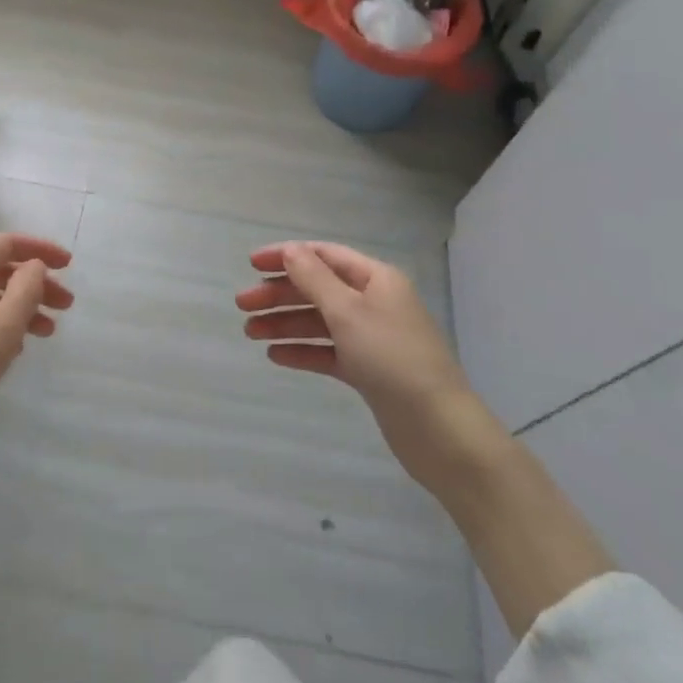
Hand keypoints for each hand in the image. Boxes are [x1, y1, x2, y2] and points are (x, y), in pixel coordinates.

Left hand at [0, 232, 73, 504]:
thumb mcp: (2, 328)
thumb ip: (26, 290)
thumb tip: (34, 266)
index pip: (6, 243)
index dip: (39, 249)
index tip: (69, 266)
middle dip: (35, 283)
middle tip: (66, 307)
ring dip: (20, 307)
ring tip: (46, 333)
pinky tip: (12, 350)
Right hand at [241, 241, 616, 638]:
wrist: (440, 431)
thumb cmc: (393, 359)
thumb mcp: (348, 312)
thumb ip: (314, 279)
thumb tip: (291, 250)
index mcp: (376, 279)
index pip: (324, 256)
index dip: (287, 256)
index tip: (251, 264)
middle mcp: (374, 303)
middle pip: (318, 289)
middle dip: (279, 294)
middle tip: (242, 306)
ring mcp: (371, 338)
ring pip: (319, 322)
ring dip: (285, 324)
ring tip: (250, 334)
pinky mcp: (369, 371)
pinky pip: (328, 352)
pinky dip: (303, 351)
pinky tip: (276, 356)